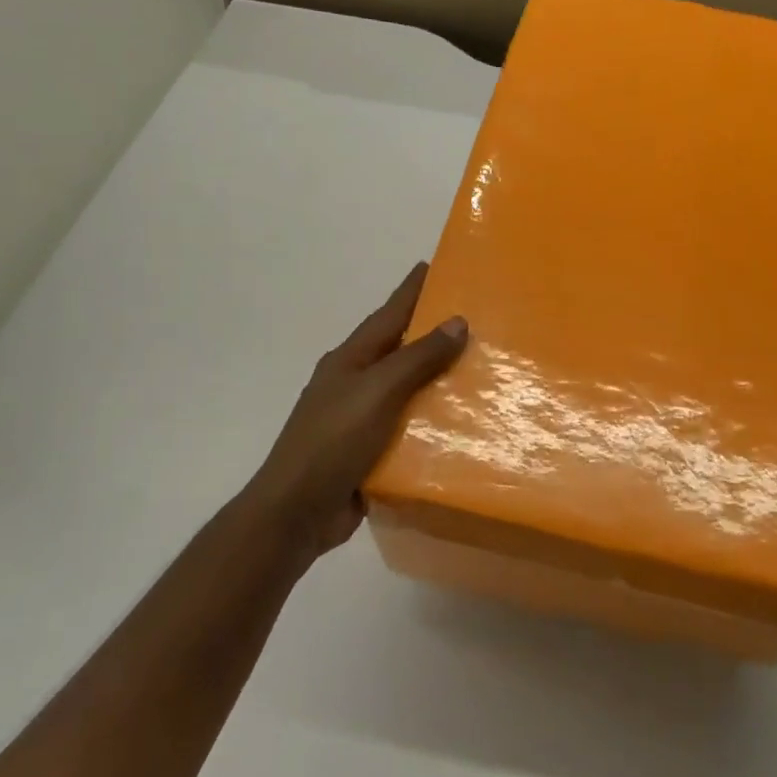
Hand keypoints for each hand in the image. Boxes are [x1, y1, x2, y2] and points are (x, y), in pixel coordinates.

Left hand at [248, 263, 466, 560]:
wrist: (296, 511)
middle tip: (475, 317)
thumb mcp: (378, 391)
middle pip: (399, 348)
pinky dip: (432, 420)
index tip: (435, 265)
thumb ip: (418, 358)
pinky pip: (409, 426)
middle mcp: (355, 382)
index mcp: (351, 359)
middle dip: (431, 332)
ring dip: (437, 378)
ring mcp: (360, 417)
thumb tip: (457, 321)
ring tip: (479, 368)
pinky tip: (461, 421)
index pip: (389, 314)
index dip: (411, 290)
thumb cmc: (333, 441)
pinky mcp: (370, 450)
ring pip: (407, 389)